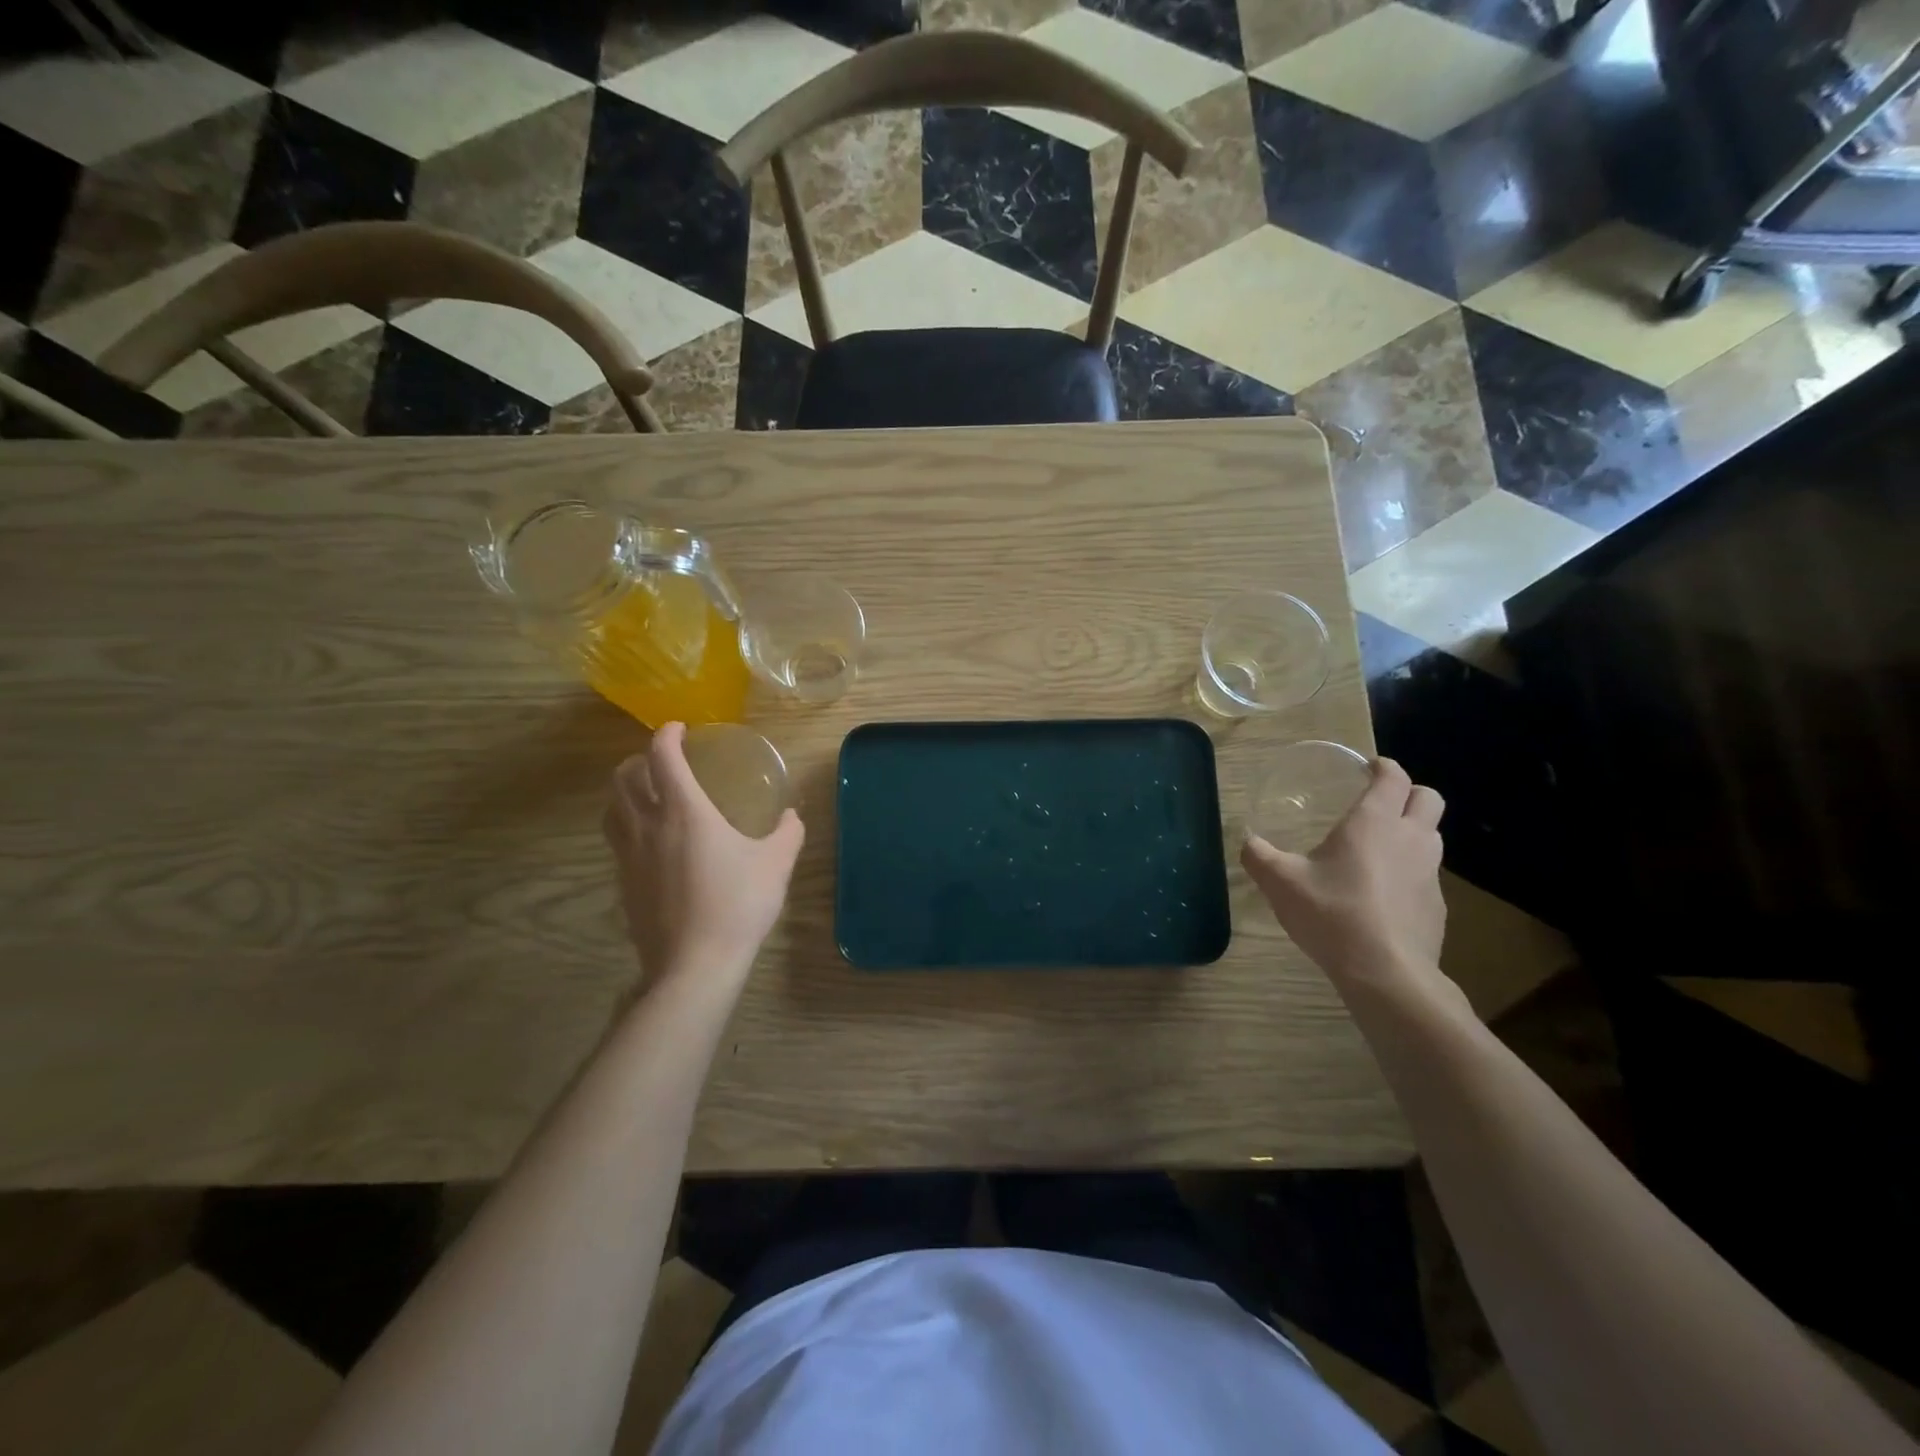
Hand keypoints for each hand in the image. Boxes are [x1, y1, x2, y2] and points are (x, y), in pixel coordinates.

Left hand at [603, 722, 804, 982]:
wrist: (694, 964)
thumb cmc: (738, 904)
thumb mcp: (776, 864)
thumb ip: (788, 832)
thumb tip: (792, 815)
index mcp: (685, 811)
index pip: (662, 757)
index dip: (667, 735)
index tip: (680, 729)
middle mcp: (649, 825)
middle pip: (623, 777)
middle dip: (639, 759)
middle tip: (663, 761)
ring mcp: (630, 855)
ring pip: (612, 807)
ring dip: (625, 790)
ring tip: (648, 794)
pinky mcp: (624, 882)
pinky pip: (617, 838)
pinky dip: (627, 823)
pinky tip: (650, 839)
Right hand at [1241, 758, 1447, 993]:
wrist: (1385, 972)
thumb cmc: (1332, 913)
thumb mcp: (1280, 882)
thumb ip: (1259, 856)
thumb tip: (1247, 842)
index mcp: (1374, 822)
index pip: (1394, 777)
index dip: (1382, 766)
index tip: (1367, 767)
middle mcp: (1410, 838)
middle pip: (1428, 798)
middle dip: (1408, 792)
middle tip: (1379, 801)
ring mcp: (1430, 873)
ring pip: (1432, 835)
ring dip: (1412, 830)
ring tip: (1378, 847)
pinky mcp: (1436, 906)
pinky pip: (1427, 874)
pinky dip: (1410, 871)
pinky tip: (1382, 894)